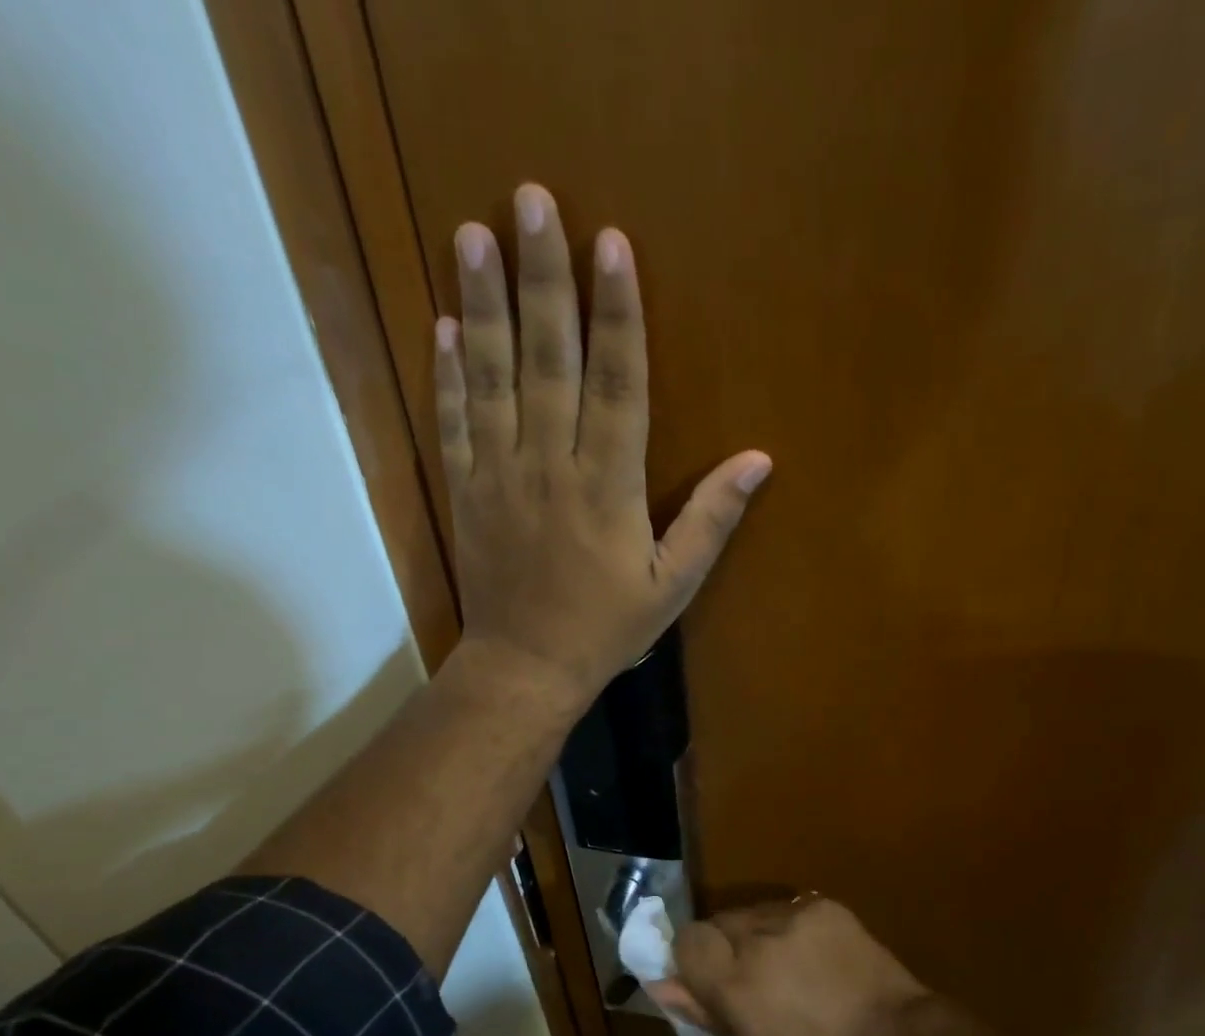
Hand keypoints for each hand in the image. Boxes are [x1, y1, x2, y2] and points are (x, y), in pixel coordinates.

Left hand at [435, 183, 771, 709]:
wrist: (526, 667)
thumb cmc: (606, 628)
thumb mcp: (672, 584)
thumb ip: (711, 519)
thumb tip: (758, 460)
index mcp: (608, 486)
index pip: (618, 383)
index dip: (617, 312)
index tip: (611, 244)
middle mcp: (551, 465)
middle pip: (549, 359)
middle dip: (544, 278)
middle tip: (532, 198)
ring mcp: (499, 475)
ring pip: (492, 378)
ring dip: (484, 303)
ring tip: (475, 233)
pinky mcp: (464, 491)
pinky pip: (453, 422)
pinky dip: (448, 373)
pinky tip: (446, 323)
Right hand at [648, 898, 933, 1035]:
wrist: (893, 1035)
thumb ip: (701, 1009)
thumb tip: (660, 984)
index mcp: (735, 982)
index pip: (686, 940)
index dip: (691, 958)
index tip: (707, 977)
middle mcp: (757, 939)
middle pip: (716, 922)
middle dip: (723, 946)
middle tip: (749, 975)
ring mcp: (793, 915)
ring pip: (749, 912)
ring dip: (754, 934)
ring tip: (784, 963)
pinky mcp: (821, 904)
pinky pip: (785, 907)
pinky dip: (787, 927)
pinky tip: (809, 952)